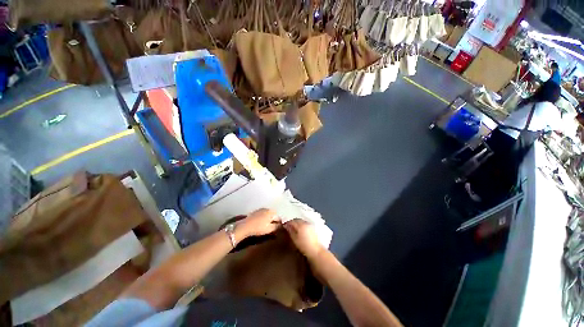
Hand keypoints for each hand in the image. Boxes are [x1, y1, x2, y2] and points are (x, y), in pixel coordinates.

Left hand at [238, 209, 280, 239]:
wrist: (245, 226)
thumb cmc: (259, 227)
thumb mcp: (270, 229)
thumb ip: (277, 226)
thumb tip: (282, 225)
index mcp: (271, 212)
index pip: (278, 217)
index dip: (279, 224)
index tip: (277, 229)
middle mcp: (266, 209)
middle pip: (273, 215)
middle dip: (273, 221)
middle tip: (271, 228)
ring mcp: (260, 210)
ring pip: (267, 215)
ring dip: (268, 220)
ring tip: (265, 227)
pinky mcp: (255, 212)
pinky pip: (262, 215)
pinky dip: (262, 219)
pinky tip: (260, 224)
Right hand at [284, 219, 325, 259]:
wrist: (316, 251)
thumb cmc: (304, 246)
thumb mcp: (295, 239)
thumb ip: (290, 231)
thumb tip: (286, 225)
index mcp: (300, 224)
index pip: (292, 221)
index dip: (287, 223)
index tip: (284, 226)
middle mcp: (305, 223)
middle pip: (297, 220)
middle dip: (292, 222)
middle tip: (288, 227)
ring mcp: (310, 225)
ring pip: (302, 221)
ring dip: (297, 223)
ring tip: (294, 229)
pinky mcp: (313, 228)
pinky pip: (305, 224)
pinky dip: (302, 225)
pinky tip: (301, 230)